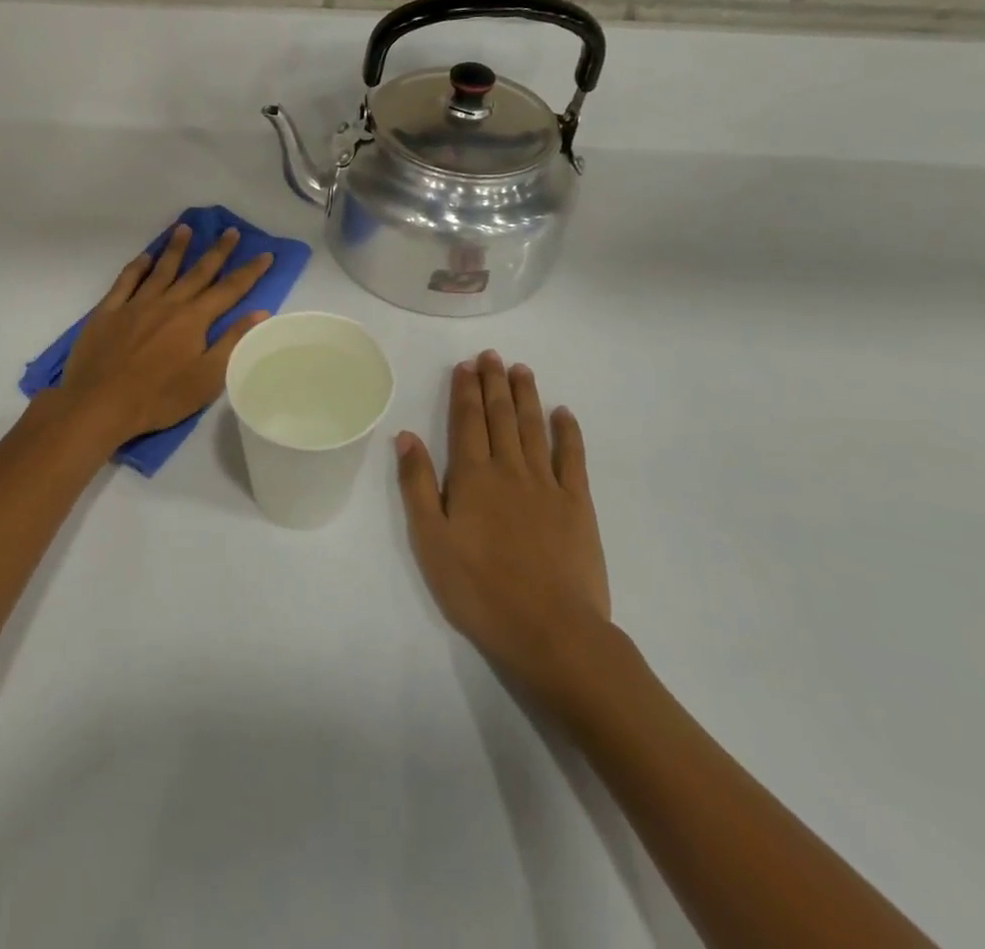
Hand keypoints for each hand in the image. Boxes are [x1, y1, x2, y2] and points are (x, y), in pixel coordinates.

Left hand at [59, 224, 273, 445]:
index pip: (229, 290)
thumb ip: (233, 342)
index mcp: (193, 319)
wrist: (99, 404)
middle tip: (231, 231)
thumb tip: (260, 312)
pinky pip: (126, 281)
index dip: (249, 272)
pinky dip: (137, 266)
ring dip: (176, 248)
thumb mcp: (207, 379)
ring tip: (185, 228)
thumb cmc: (159, 397)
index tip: (266, 254)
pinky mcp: (108, 311)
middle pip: (198, 272)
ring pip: (161, 269)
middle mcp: (168, 303)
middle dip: (218, 251)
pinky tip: (144, 257)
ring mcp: (136, 304)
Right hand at [396, 351, 612, 695]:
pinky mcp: (578, 504)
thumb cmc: (480, 589)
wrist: (551, 630)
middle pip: (500, 416)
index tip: (466, 366)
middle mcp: (509, 469)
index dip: (465, 391)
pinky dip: (568, 431)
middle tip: (491, 355)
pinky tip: (563, 413)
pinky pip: (572, 457)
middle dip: (494, 382)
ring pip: (533, 427)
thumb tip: (406, 436)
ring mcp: (547, 484)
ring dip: (526, 396)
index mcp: (472, 477)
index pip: (467, 422)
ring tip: (521, 369)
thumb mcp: (431, 541)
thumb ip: (418, 485)